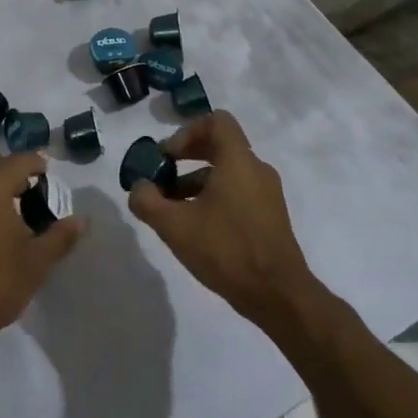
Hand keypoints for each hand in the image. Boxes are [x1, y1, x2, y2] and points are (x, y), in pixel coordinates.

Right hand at [127, 111, 313, 323]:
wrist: (278, 296)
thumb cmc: (226, 250)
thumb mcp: (174, 226)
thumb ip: (147, 200)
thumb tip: (139, 186)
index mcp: (238, 161)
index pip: (216, 121)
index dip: (186, 131)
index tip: (167, 156)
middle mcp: (256, 170)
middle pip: (219, 145)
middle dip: (185, 157)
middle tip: (161, 176)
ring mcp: (266, 194)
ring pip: (226, 172)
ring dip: (195, 182)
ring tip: (171, 209)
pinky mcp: (269, 217)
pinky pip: (237, 192)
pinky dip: (213, 198)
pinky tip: (195, 227)